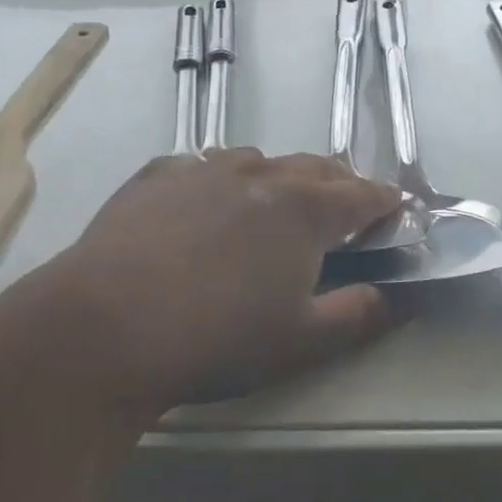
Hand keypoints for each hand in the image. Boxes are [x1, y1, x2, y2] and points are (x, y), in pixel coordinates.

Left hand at [10, 150, 404, 420]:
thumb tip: (394, 297)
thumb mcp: (300, 341)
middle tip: (346, 209)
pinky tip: (206, 205)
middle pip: (315, 168)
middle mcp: (260, 174)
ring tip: (276, 204)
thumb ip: (357, 314)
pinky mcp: (157, 176)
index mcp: (304, 209)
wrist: (104, 327)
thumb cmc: (216, 337)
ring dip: (279, 178)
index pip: (361, 195)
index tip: (397, 207)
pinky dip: (220, 181)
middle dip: (339, 184)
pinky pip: (202, 167)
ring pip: (259, 160)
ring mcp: (204, 169)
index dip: (385, 201)